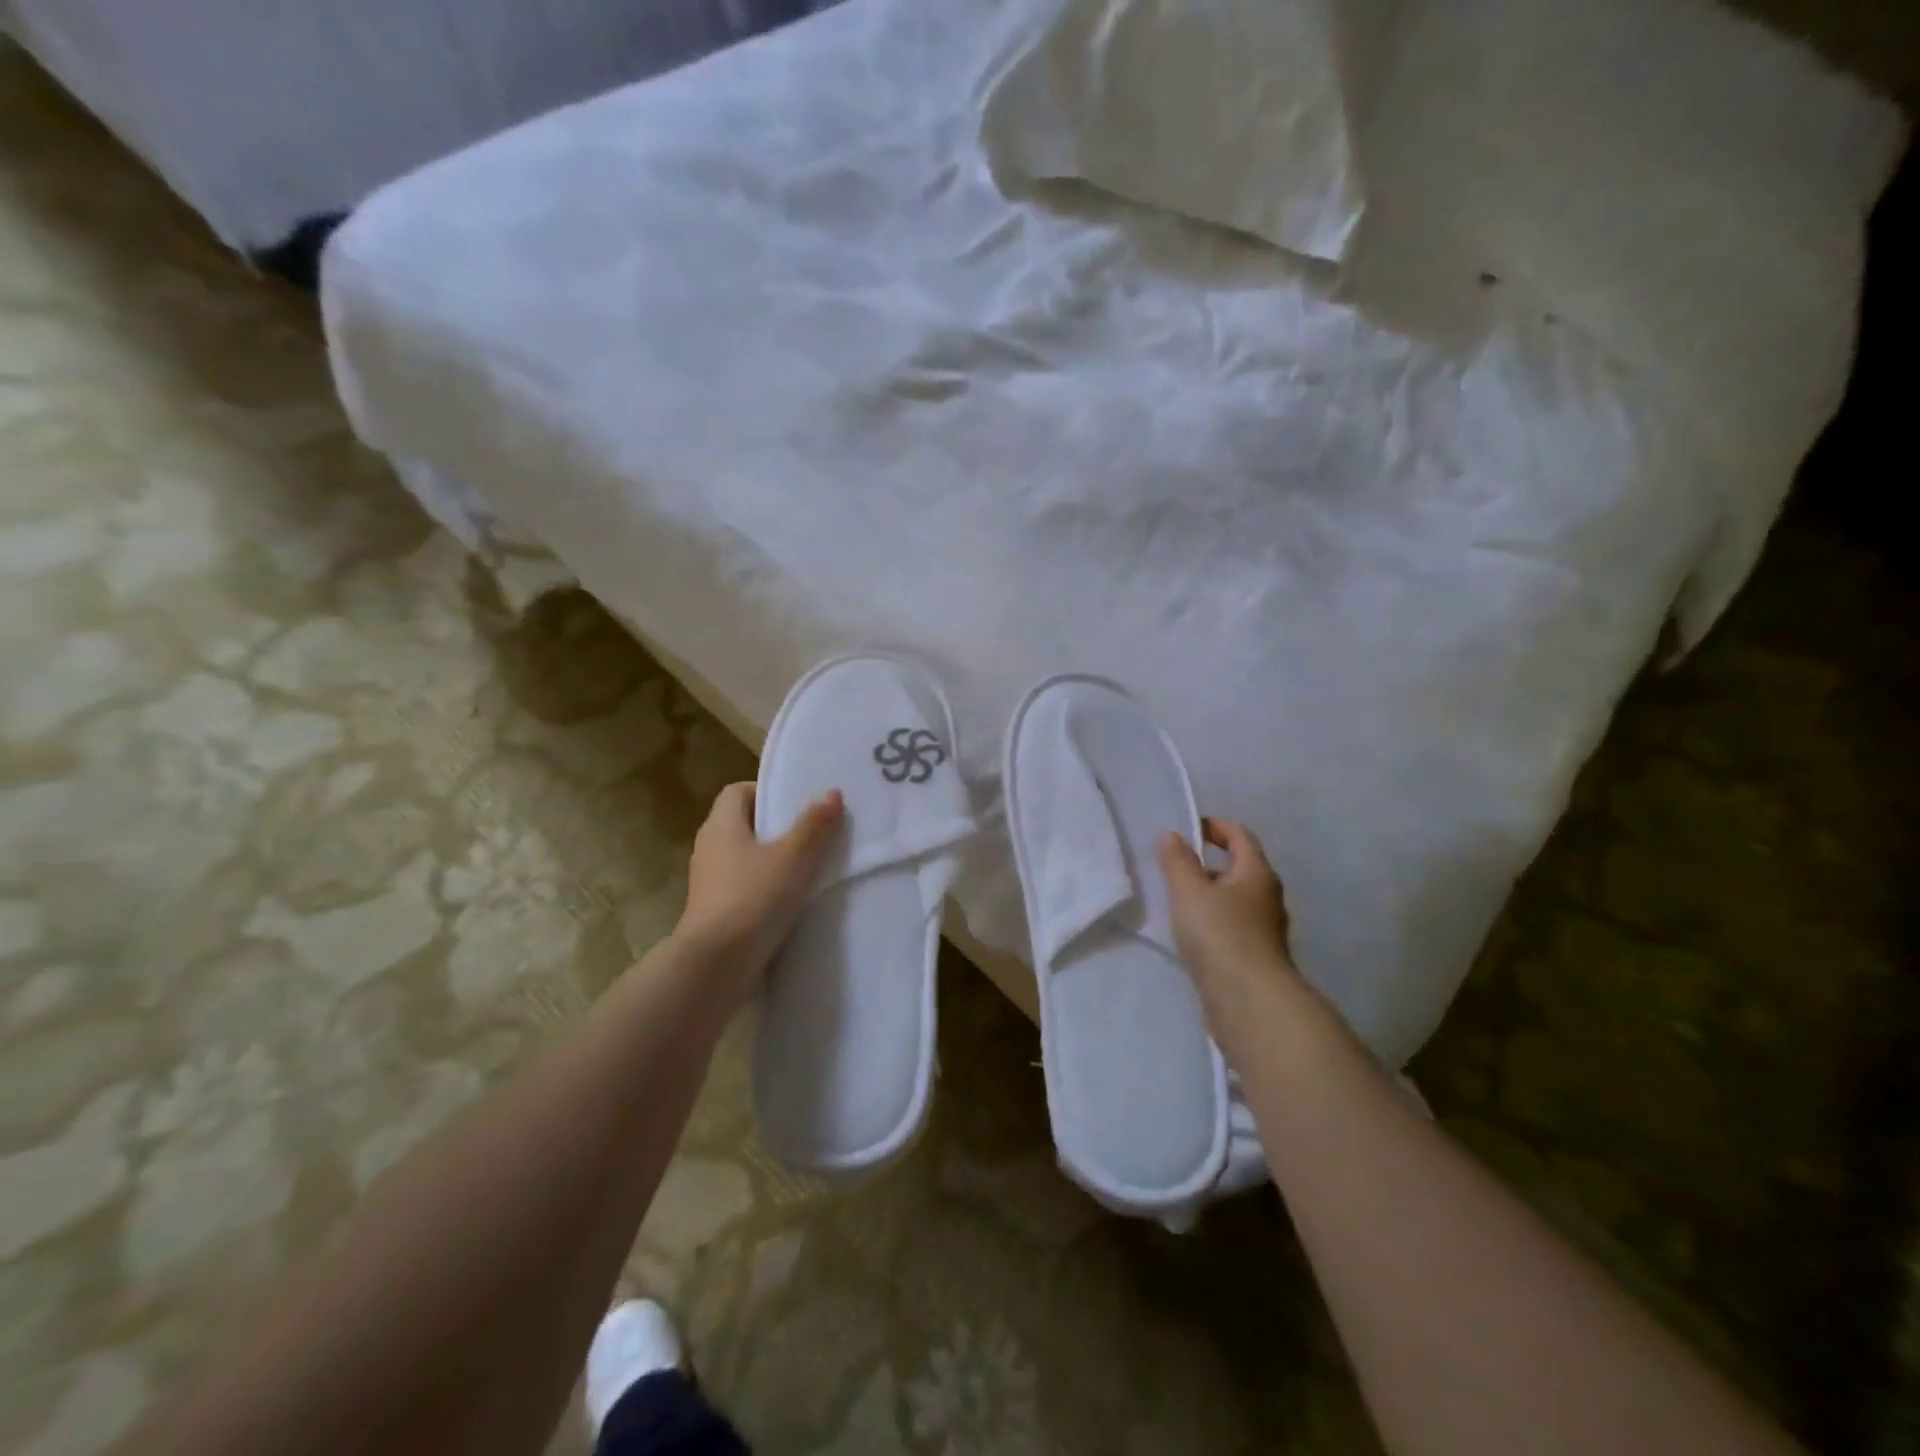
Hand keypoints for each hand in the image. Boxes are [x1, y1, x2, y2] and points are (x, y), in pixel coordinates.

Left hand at [674, 782, 844, 1004]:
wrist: (716, 966)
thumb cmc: (753, 898)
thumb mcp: (794, 857)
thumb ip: (814, 825)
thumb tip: (831, 793)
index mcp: (720, 826)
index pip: (737, 792)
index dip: (766, 792)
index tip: (797, 803)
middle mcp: (709, 850)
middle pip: (743, 826)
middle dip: (776, 828)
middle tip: (813, 833)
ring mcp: (709, 885)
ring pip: (745, 861)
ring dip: (773, 863)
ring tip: (809, 869)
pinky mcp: (716, 915)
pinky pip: (745, 891)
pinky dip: (766, 891)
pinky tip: (793, 903)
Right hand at [1157, 818, 1299, 1028]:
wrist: (1249, 1002)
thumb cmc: (1220, 935)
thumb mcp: (1189, 891)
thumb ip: (1177, 861)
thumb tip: (1172, 835)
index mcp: (1257, 873)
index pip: (1239, 835)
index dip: (1213, 826)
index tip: (1185, 830)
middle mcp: (1267, 896)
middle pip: (1239, 867)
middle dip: (1207, 862)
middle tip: (1173, 865)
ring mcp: (1264, 929)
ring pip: (1234, 899)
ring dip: (1207, 893)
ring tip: (1175, 899)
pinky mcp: (1255, 956)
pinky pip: (1230, 926)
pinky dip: (1211, 920)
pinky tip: (1188, 933)